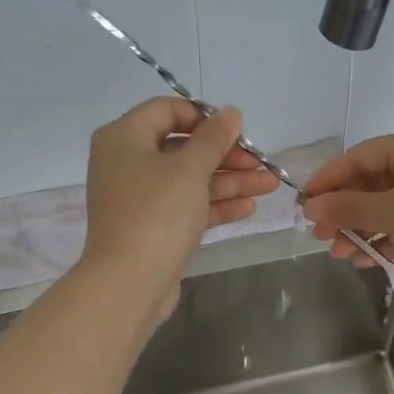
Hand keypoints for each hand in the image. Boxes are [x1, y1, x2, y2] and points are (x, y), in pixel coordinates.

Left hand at [83, 98, 279, 317]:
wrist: (129, 283)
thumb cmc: (156, 214)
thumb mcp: (189, 170)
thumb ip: (213, 139)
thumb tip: (231, 112)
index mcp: (124, 138)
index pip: (166, 110)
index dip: (204, 116)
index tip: (236, 130)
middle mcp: (127, 163)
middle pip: (183, 148)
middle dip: (226, 155)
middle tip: (261, 163)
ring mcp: (140, 199)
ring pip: (189, 181)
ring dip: (229, 181)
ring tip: (269, 186)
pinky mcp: (153, 228)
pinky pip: (187, 207)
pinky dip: (215, 205)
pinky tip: (248, 207)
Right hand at [303, 129, 393, 299]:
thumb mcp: (391, 215)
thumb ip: (347, 209)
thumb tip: (311, 208)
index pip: (359, 156)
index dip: (329, 180)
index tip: (305, 205)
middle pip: (370, 183)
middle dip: (343, 211)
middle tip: (320, 237)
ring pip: (384, 207)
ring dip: (359, 230)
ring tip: (341, 254)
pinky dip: (382, 239)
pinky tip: (367, 260)